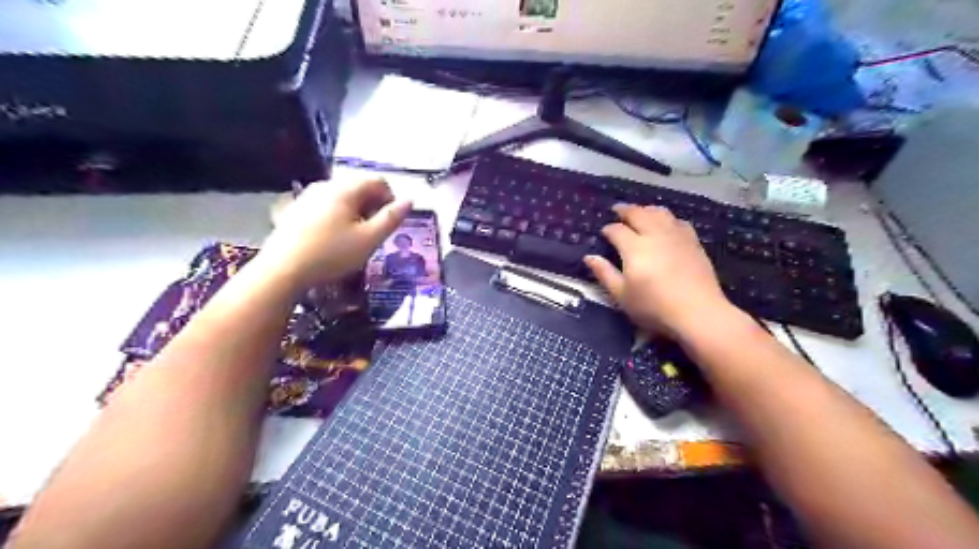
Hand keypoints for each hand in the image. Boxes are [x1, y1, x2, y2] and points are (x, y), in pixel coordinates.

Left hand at [255, 179, 408, 290]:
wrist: (283, 270)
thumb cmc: (332, 254)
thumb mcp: (369, 240)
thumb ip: (391, 218)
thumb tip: (410, 200)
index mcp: (345, 189)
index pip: (378, 181)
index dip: (391, 199)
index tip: (389, 222)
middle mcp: (326, 185)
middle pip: (359, 187)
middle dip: (373, 206)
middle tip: (373, 233)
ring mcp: (308, 196)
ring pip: (342, 197)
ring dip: (356, 212)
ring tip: (354, 237)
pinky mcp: (296, 210)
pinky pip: (326, 206)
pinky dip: (337, 216)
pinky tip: (333, 238)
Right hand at [580, 201, 733, 338]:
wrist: (698, 312)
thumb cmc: (653, 307)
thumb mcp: (621, 295)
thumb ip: (605, 274)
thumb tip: (589, 257)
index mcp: (634, 247)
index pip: (617, 230)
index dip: (608, 229)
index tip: (603, 232)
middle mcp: (655, 235)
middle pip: (638, 214)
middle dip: (625, 210)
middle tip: (617, 209)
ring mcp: (676, 236)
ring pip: (660, 213)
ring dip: (647, 209)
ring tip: (641, 212)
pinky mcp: (693, 242)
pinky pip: (678, 221)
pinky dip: (667, 218)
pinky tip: (667, 223)